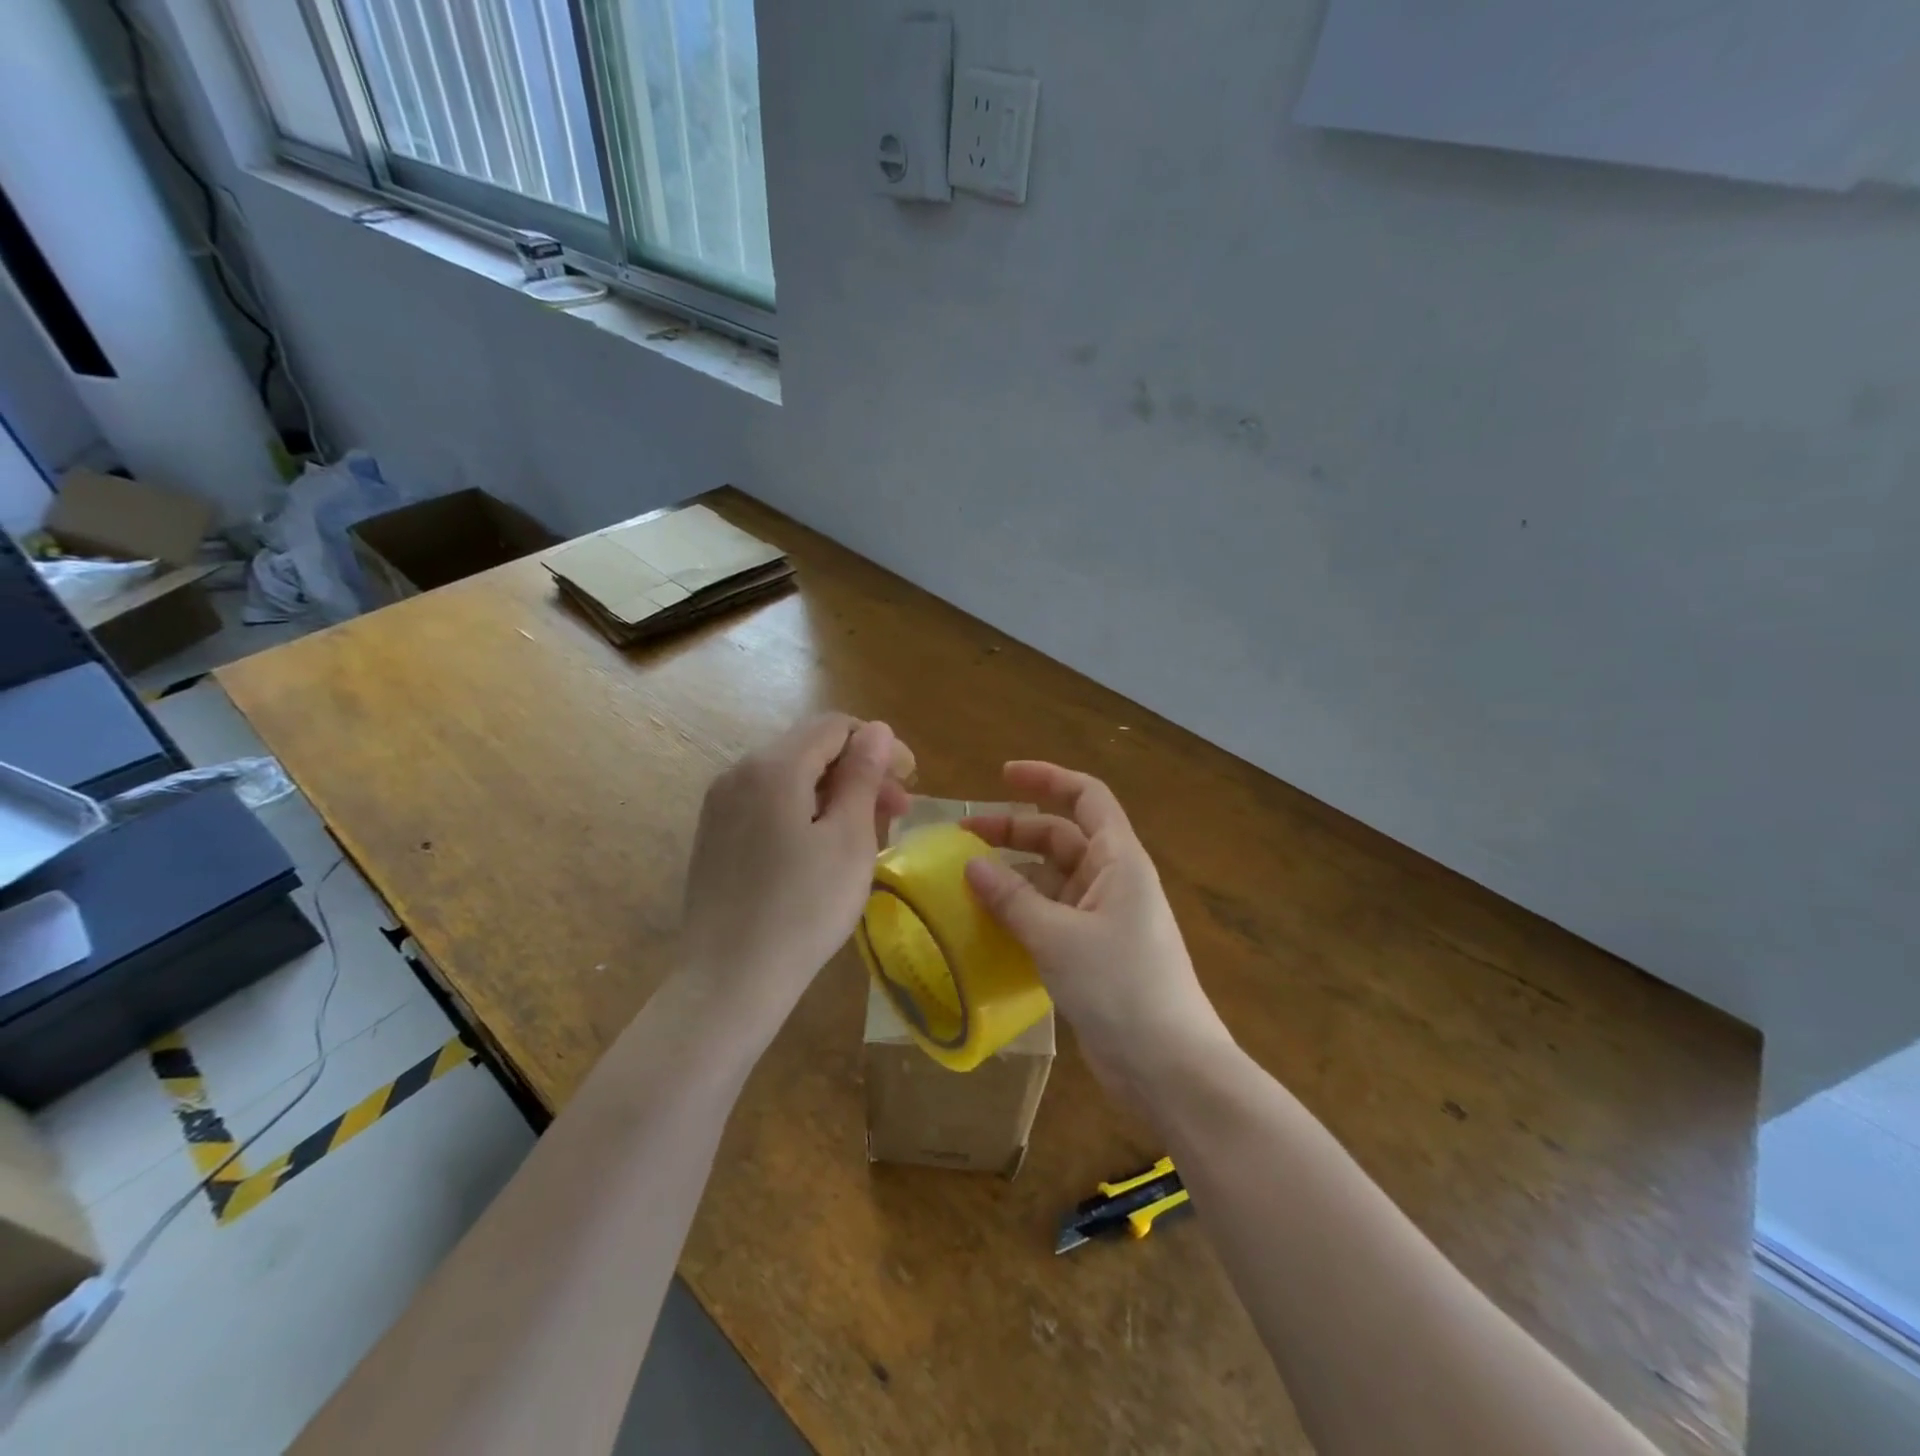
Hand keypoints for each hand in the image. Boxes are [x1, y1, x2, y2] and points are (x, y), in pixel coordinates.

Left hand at [680, 714, 913, 1036]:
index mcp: (774, 766)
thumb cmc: (803, 908)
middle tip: (899, 811)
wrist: (729, 980)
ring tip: (869, 831)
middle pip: (811, 749)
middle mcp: (739, 772)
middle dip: (860, 770)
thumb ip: (863, 776)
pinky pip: (769, 803)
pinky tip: (825, 847)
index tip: (909, 780)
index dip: (878, 744)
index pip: (834, 726)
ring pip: (790, 777)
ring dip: (835, 792)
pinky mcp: (715, 834)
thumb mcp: (849, 839)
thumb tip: (877, 729)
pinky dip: (805, 810)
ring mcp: (721, 804)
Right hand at [963, 762, 1232, 1105]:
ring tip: (964, 882)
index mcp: (1118, 859)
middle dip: (1014, 831)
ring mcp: (1103, 918)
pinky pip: (1050, 916)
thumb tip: (970, 866)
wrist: (1169, 1067)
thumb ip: (1012, 899)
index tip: (1001, 775)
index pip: (1085, 796)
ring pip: (1052, 879)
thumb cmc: (1121, 987)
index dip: (1046, 778)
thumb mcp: (1058, 937)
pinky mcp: (1093, 953)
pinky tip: (986, 925)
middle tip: (962, 838)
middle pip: (1060, 836)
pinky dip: (1020, 913)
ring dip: (1013, 876)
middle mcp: (1112, 880)